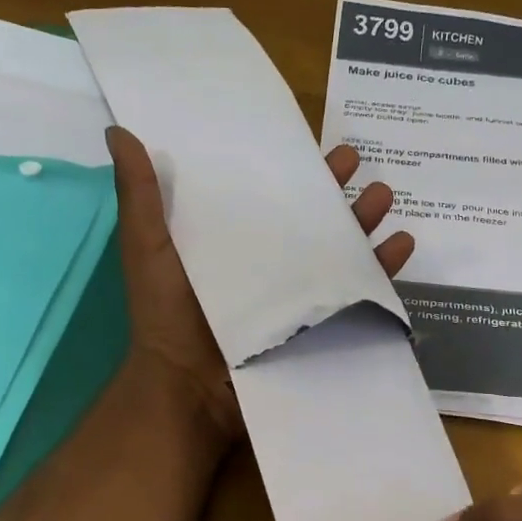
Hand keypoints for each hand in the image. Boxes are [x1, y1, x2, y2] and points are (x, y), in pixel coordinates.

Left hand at [106, 125, 413, 440]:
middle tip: (356, 161)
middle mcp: (266, 263)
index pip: (266, 194)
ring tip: (383, 197)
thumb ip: (140, 196)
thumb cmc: (167, 316)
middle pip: (309, 218)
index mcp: (230, 240)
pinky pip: (356, 294)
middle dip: (335, 189)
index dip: (289, 167)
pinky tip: (401, 244)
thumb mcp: (148, 249)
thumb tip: (120, 131)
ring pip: (339, 250)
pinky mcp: (317, 326)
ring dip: (364, 221)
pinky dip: (382, 271)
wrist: (190, 389)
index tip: (311, 139)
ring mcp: (294, 296)